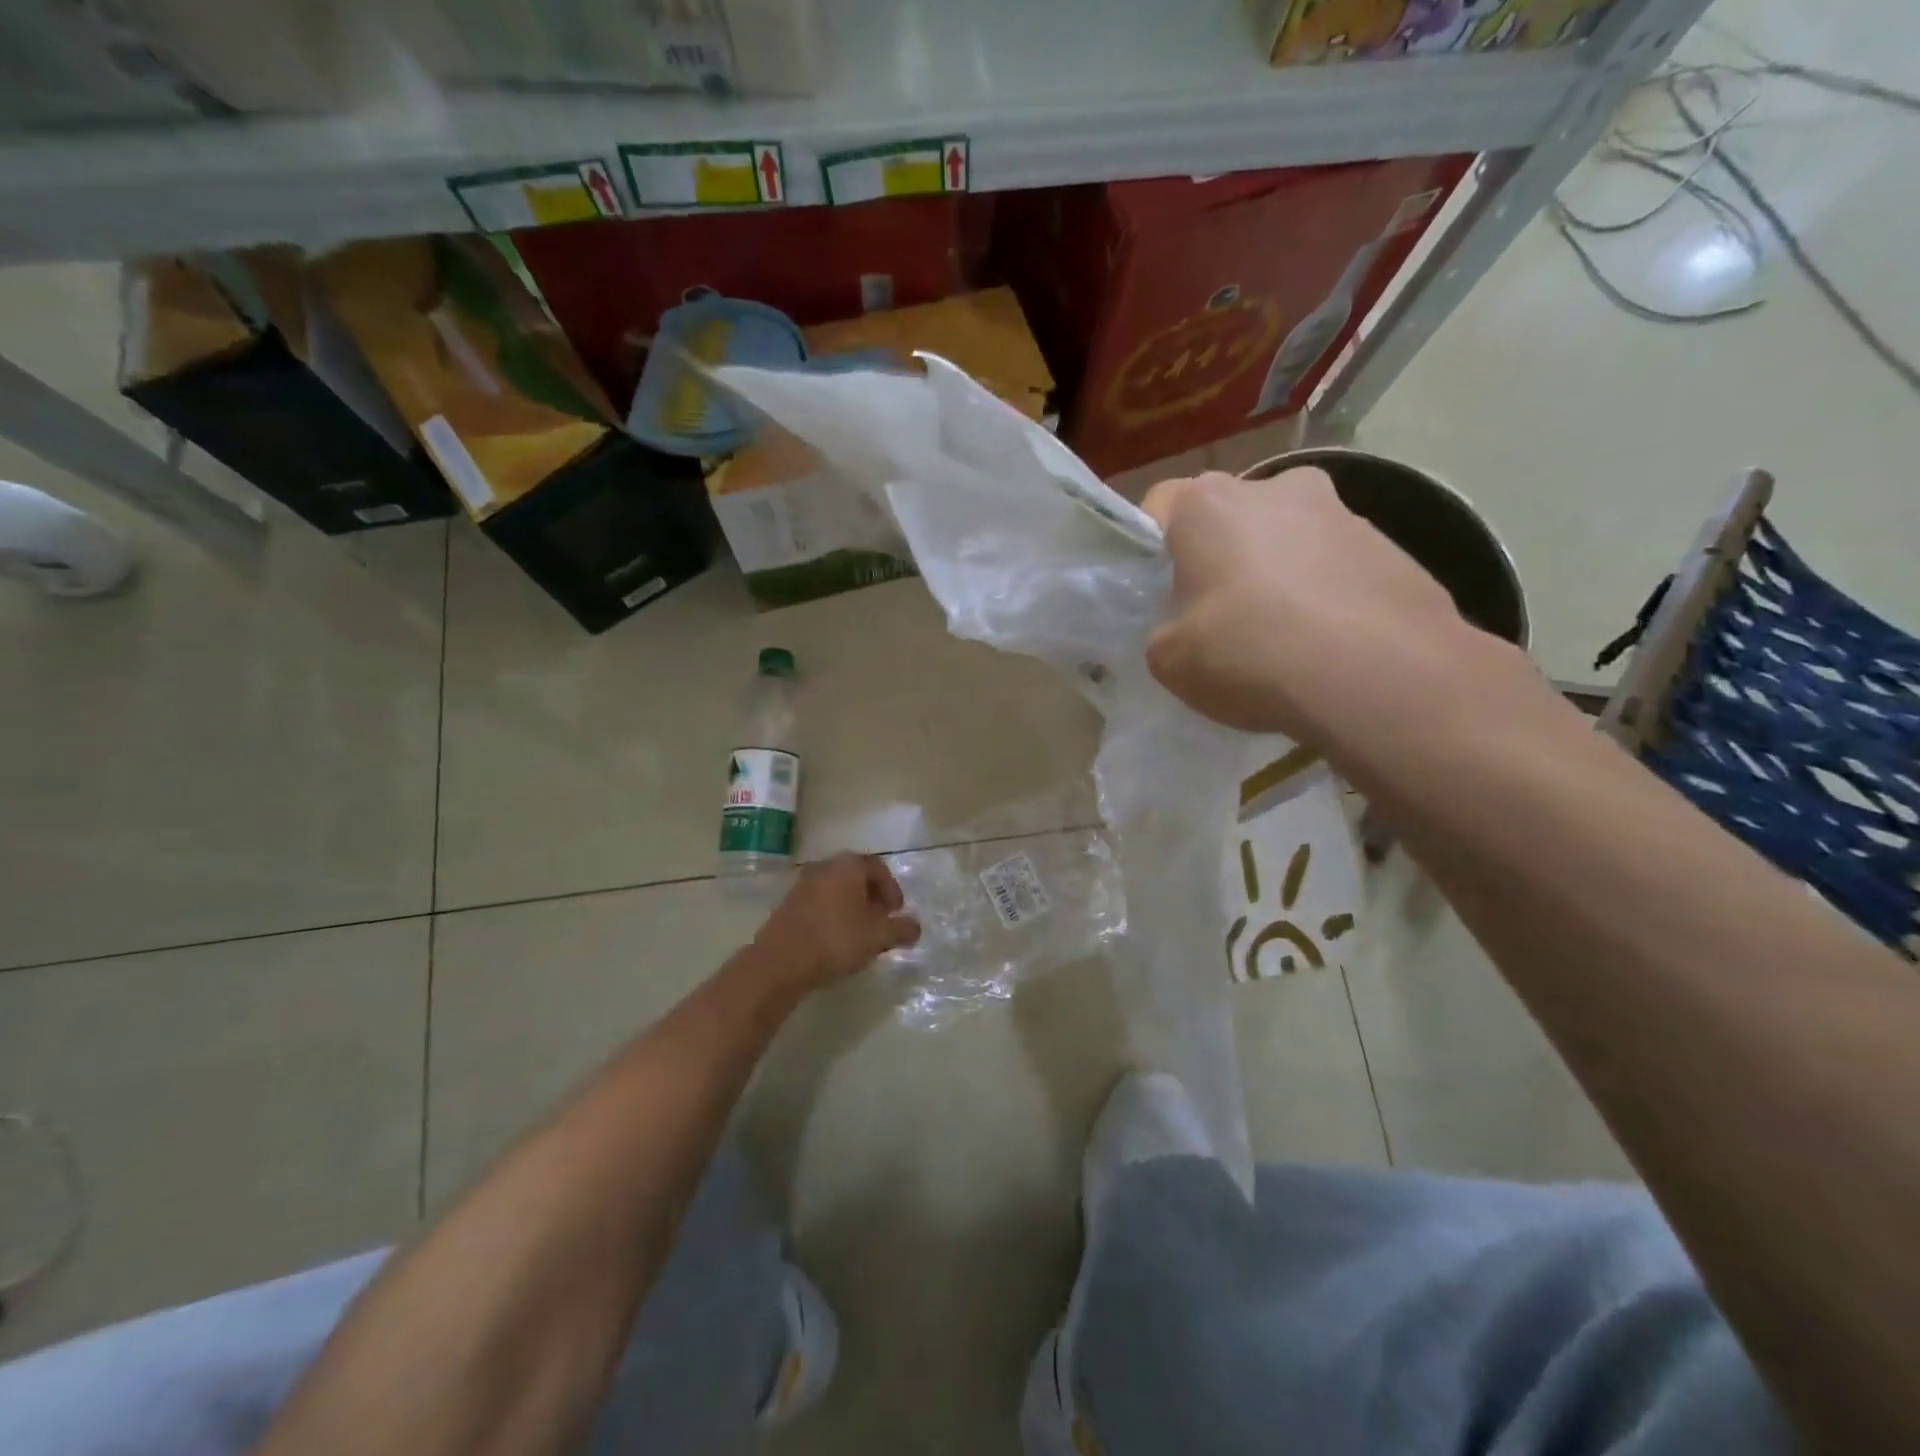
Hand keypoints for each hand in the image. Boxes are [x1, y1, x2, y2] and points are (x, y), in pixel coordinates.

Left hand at [751, 854, 920, 993]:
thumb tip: (916, 926)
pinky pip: (819, 902)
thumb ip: (901, 929)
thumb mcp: (877, 937)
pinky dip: (832, 914)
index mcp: (848, 865)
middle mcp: (825, 866)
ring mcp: (803, 884)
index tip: (896, 912)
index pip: (878, 867)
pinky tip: (835, 939)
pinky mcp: (788, 904)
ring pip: (836, 889)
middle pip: (856, 876)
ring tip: (859, 934)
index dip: (892, 889)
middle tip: (881, 922)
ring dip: (852, 907)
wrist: (780, 961)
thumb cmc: (836, 940)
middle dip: (872, 897)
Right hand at [1141, 468, 1515, 744]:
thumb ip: (1164, 630)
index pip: (1159, 503)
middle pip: (1229, 514)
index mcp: (1207, 504)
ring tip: (1284, 631)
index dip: (1153, 548)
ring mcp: (1341, 510)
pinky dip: (1325, 589)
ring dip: (1278, 568)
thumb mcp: (1169, 659)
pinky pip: (1336, 562)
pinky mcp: (1390, 544)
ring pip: (1288, 533)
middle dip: (1220, 553)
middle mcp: (1274, 487)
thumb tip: (1183, 626)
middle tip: (1218, 610)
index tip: (1159, 589)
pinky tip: (1329, 640)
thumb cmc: (1250, 653)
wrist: (1380, 675)